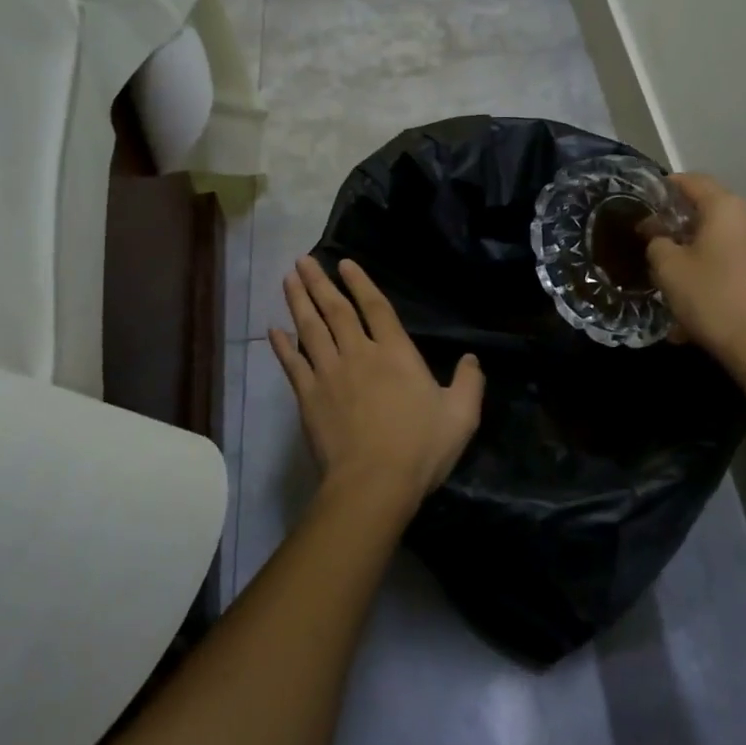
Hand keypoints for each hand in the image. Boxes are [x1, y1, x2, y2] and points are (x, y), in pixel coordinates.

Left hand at [269, 256, 484, 512]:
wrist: (374, 483)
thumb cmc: (420, 448)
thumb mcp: (461, 415)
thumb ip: (469, 383)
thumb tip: (472, 359)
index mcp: (396, 354)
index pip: (376, 307)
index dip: (360, 283)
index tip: (344, 263)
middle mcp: (359, 354)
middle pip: (336, 311)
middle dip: (319, 283)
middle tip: (302, 261)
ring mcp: (330, 374)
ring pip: (310, 329)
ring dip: (298, 302)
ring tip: (288, 279)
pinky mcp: (309, 397)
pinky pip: (292, 365)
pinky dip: (281, 346)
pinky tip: (273, 330)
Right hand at [645, 173, 745, 366]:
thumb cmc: (712, 298)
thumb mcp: (669, 269)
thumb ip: (658, 244)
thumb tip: (661, 239)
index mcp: (728, 209)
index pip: (694, 181)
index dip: (668, 185)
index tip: (648, 196)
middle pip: (712, 212)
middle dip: (682, 226)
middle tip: (656, 243)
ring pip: (724, 243)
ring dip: (699, 255)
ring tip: (676, 282)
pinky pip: (739, 266)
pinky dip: (717, 275)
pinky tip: (700, 307)